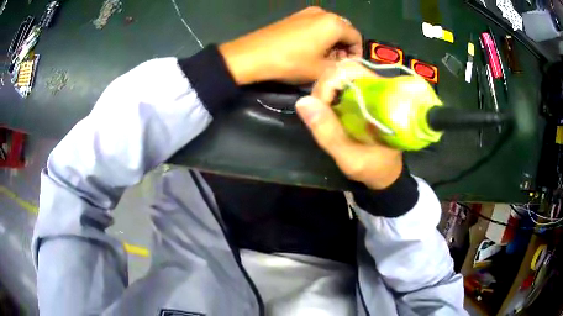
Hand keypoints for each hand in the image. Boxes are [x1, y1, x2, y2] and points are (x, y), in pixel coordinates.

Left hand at [218, 6, 361, 84]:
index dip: (357, 54)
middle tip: (336, 65)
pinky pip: (316, 25)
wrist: (254, 55)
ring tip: (323, 60)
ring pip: (329, 28)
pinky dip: (320, 37)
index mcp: (334, 23)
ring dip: (332, 43)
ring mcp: (307, 12)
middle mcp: (323, 13)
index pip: (356, 37)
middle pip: (343, 31)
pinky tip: (311, 50)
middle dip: (344, 48)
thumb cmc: (291, 62)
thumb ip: (342, 68)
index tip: (350, 67)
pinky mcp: (295, 16)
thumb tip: (347, 65)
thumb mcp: (322, 71)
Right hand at [296, 61, 402, 189]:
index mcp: (380, 96)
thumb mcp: (349, 157)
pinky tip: (328, 114)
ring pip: (338, 76)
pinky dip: (327, 97)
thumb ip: (328, 132)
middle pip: (342, 70)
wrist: (386, 172)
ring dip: (324, 93)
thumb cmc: (373, 167)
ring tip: (324, 116)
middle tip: (320, 114)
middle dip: (323, 89)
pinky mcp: (361, 96)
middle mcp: (375, 87)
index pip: (349, 70)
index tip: (322, 108)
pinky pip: (339, 86)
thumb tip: (302, 102)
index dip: (329, 84)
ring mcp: (368, 90)